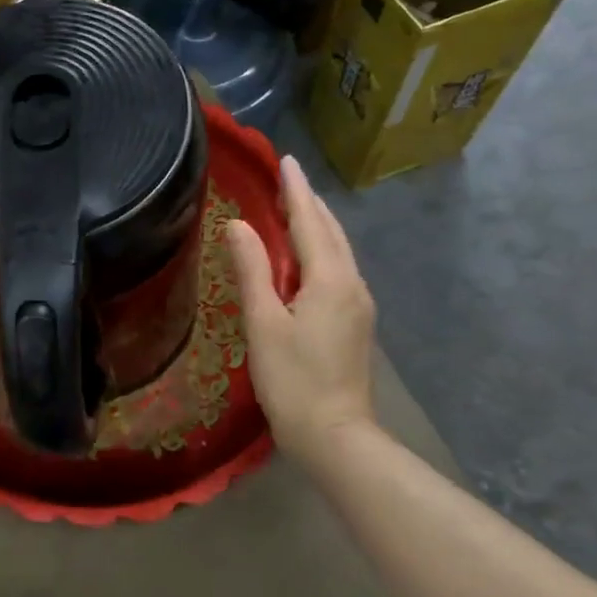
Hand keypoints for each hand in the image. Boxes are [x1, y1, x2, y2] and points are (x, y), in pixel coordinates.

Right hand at [226, 155, 378, 462]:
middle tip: (286, 178)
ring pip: (338, 250)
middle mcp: (351, 283)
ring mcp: (358, 303)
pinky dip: (321, 247)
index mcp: (330, 279)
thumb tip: (238, 225)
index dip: (295, 190)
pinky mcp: (355, 320)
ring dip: (317, 224)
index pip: (310, 221)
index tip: (285, 160)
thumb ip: (252, 270)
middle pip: (331, 231)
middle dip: (309, 202)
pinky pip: (338, 268)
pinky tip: (306, 254)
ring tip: (294, 206)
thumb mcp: (263, 324)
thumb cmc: (293, 380)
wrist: (335, 435)